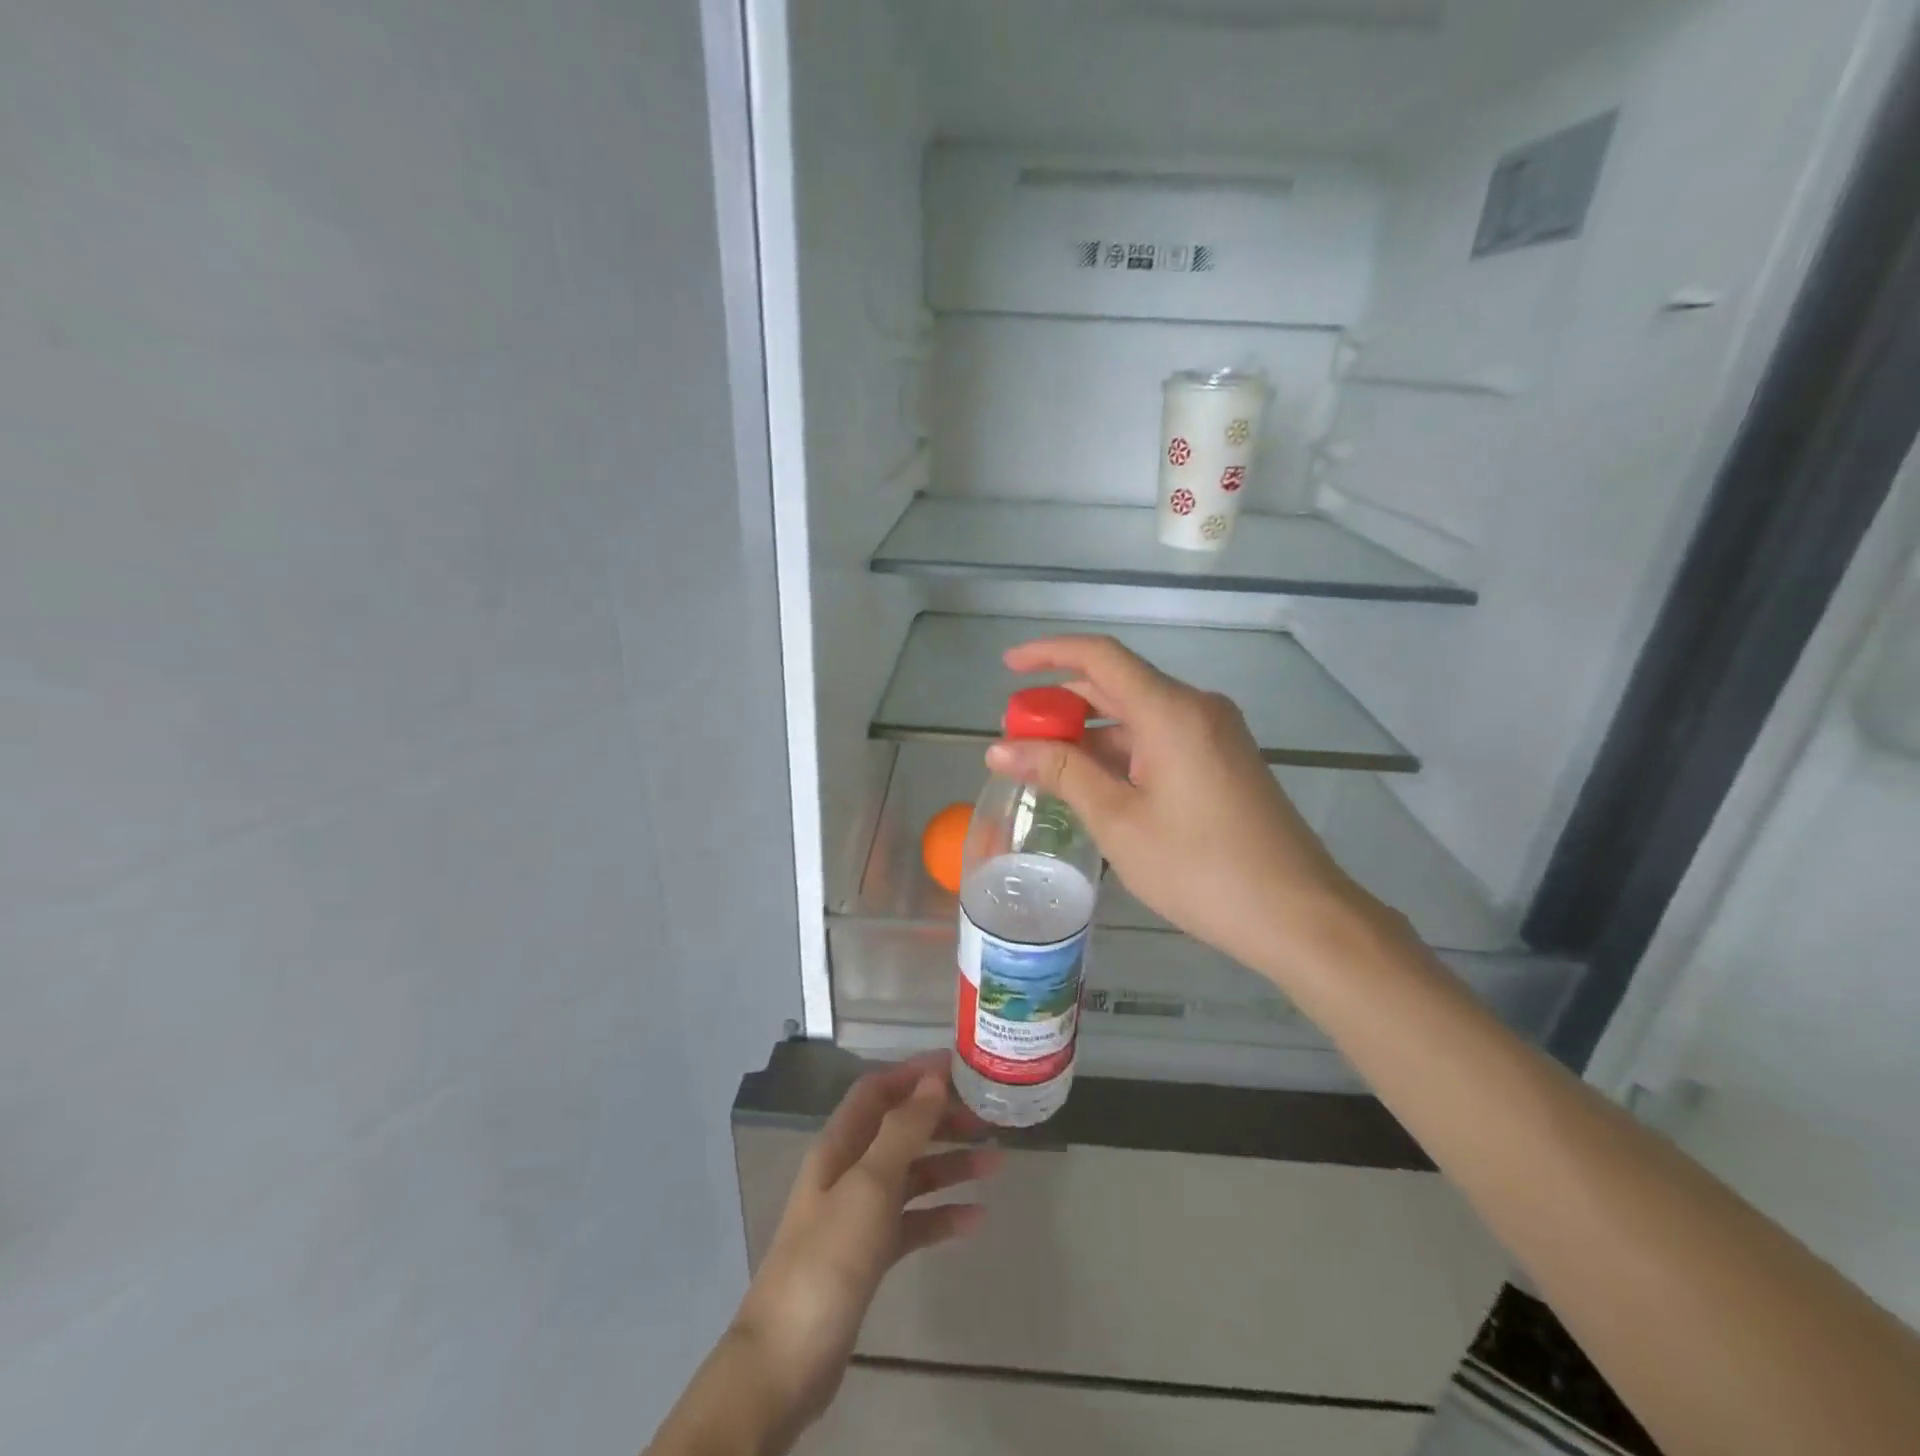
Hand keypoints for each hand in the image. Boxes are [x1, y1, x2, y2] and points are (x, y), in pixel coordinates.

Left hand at [729, 1054, 1000, 1438]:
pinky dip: (941, 1216)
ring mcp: (858, 1214)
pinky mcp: (869, 1254)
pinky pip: (912, 1222)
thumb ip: (903, 1130)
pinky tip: (976, 1219)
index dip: (914, 1073)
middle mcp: (849, 1170)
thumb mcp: (869, 1185)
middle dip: (941, 1119)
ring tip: (997, 1163)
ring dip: (950, 1165)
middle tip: (987, 1118)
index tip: (959, 1067)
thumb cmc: (829, 1258)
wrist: (787, 1360)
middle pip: (899, 1129)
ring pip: (911, 1175)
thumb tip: (933, 1079)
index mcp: (840, 1144)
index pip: (878, 1090)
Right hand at [986, 635, 1389, 980]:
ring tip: (1044, 766)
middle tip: (1017, 734)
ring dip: (1090, 733)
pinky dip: (1120, 752)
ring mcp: (1215, 734)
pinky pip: (1160, 739)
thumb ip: (1061, 773)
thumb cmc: (1200, 868)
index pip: (1100, 657)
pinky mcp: (1223, 760)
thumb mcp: (1119, 821)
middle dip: (1062, 703)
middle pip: (1117, 684)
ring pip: (1138, 716)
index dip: (1049, 653)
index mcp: (1171, 711)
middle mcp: (1196, 708)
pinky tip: (1093, 784)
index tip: (1007, 667)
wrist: (1298, 915)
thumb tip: (1001, 749)